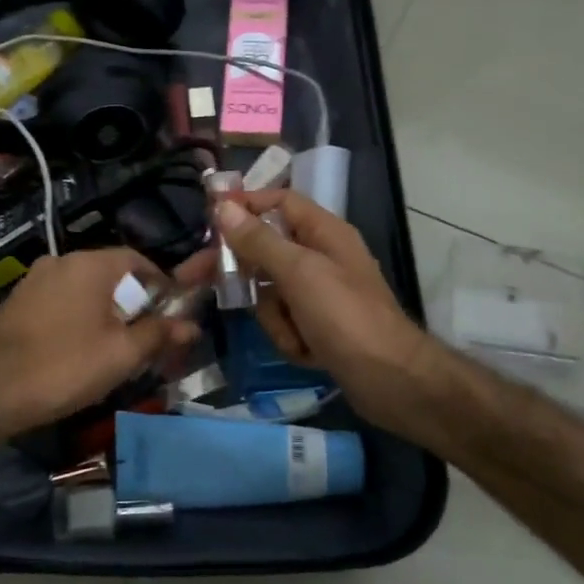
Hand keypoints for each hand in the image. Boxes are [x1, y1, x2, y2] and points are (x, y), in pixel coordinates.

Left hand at [0, 248, 197, 436]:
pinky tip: (76, 346)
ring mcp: (34, 278)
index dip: (159, 284)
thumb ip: (159, 334)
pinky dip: (75, 315)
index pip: (136, 259)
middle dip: (130, 300)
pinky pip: (58, 299)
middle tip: (143, 335)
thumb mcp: (123, 354)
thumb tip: (191, 325)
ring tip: (112, 344)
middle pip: (109, 273)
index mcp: (90, 264)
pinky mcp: (17, 300)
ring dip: (101, 309)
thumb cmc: (67, 366)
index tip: (168, 313)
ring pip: (82, 287)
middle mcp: (61, 260)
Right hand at [212, 191, 436, 434]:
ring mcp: (320, 295)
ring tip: (296, 334)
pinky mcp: (319, 326)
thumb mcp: (299, 273)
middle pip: (266, 250)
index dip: (244, 205)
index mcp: (324, 232)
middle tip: (191, 279)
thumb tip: (223, 207)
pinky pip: (285, 322)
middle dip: (241, 272)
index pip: (278, 202)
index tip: (207, 218)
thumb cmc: (346, 317)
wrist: (391, 381)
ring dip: (275, 317)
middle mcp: (321, 257)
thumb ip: (259, 240)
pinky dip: (290, 338)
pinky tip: (308, 353)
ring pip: (271, 293)